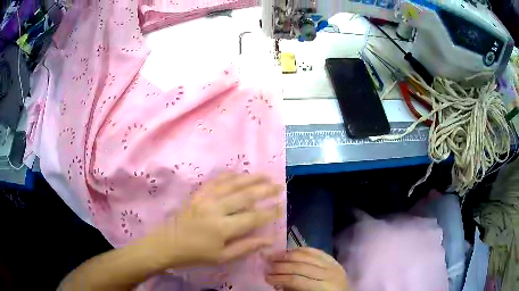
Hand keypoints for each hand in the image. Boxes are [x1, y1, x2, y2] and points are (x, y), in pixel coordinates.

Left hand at [142, 173, 282, 268]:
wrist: (168, 243)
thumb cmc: (196, 254)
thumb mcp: (222, 257)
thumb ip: (246, 247)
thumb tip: (269, 240)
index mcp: (222, 228)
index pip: (252, 218)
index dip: (269, 212)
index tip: (281, 206)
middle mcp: (215, 209)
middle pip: (245, 196)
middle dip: (265, 190)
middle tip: (279, 185)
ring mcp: (205, 198)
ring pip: (232, 184)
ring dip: (250, 178)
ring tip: (265, 175)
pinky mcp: (198, 194)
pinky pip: (216, 180)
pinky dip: (230, 175)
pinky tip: (240, 174)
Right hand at [266, 247, 348, 290]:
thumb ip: (293, 290)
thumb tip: (277, 282)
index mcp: (324, 288)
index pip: (297, 280)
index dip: (280, 278)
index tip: (267, 278)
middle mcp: (330, 274)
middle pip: (301, 266)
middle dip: (281, 266)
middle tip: (267, 267)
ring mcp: (333, 264)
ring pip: (307, 255)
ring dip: (288, 255)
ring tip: (274, 257)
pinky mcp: (333, 259)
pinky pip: (315, 250)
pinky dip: (301, 249)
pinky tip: (290, 251)